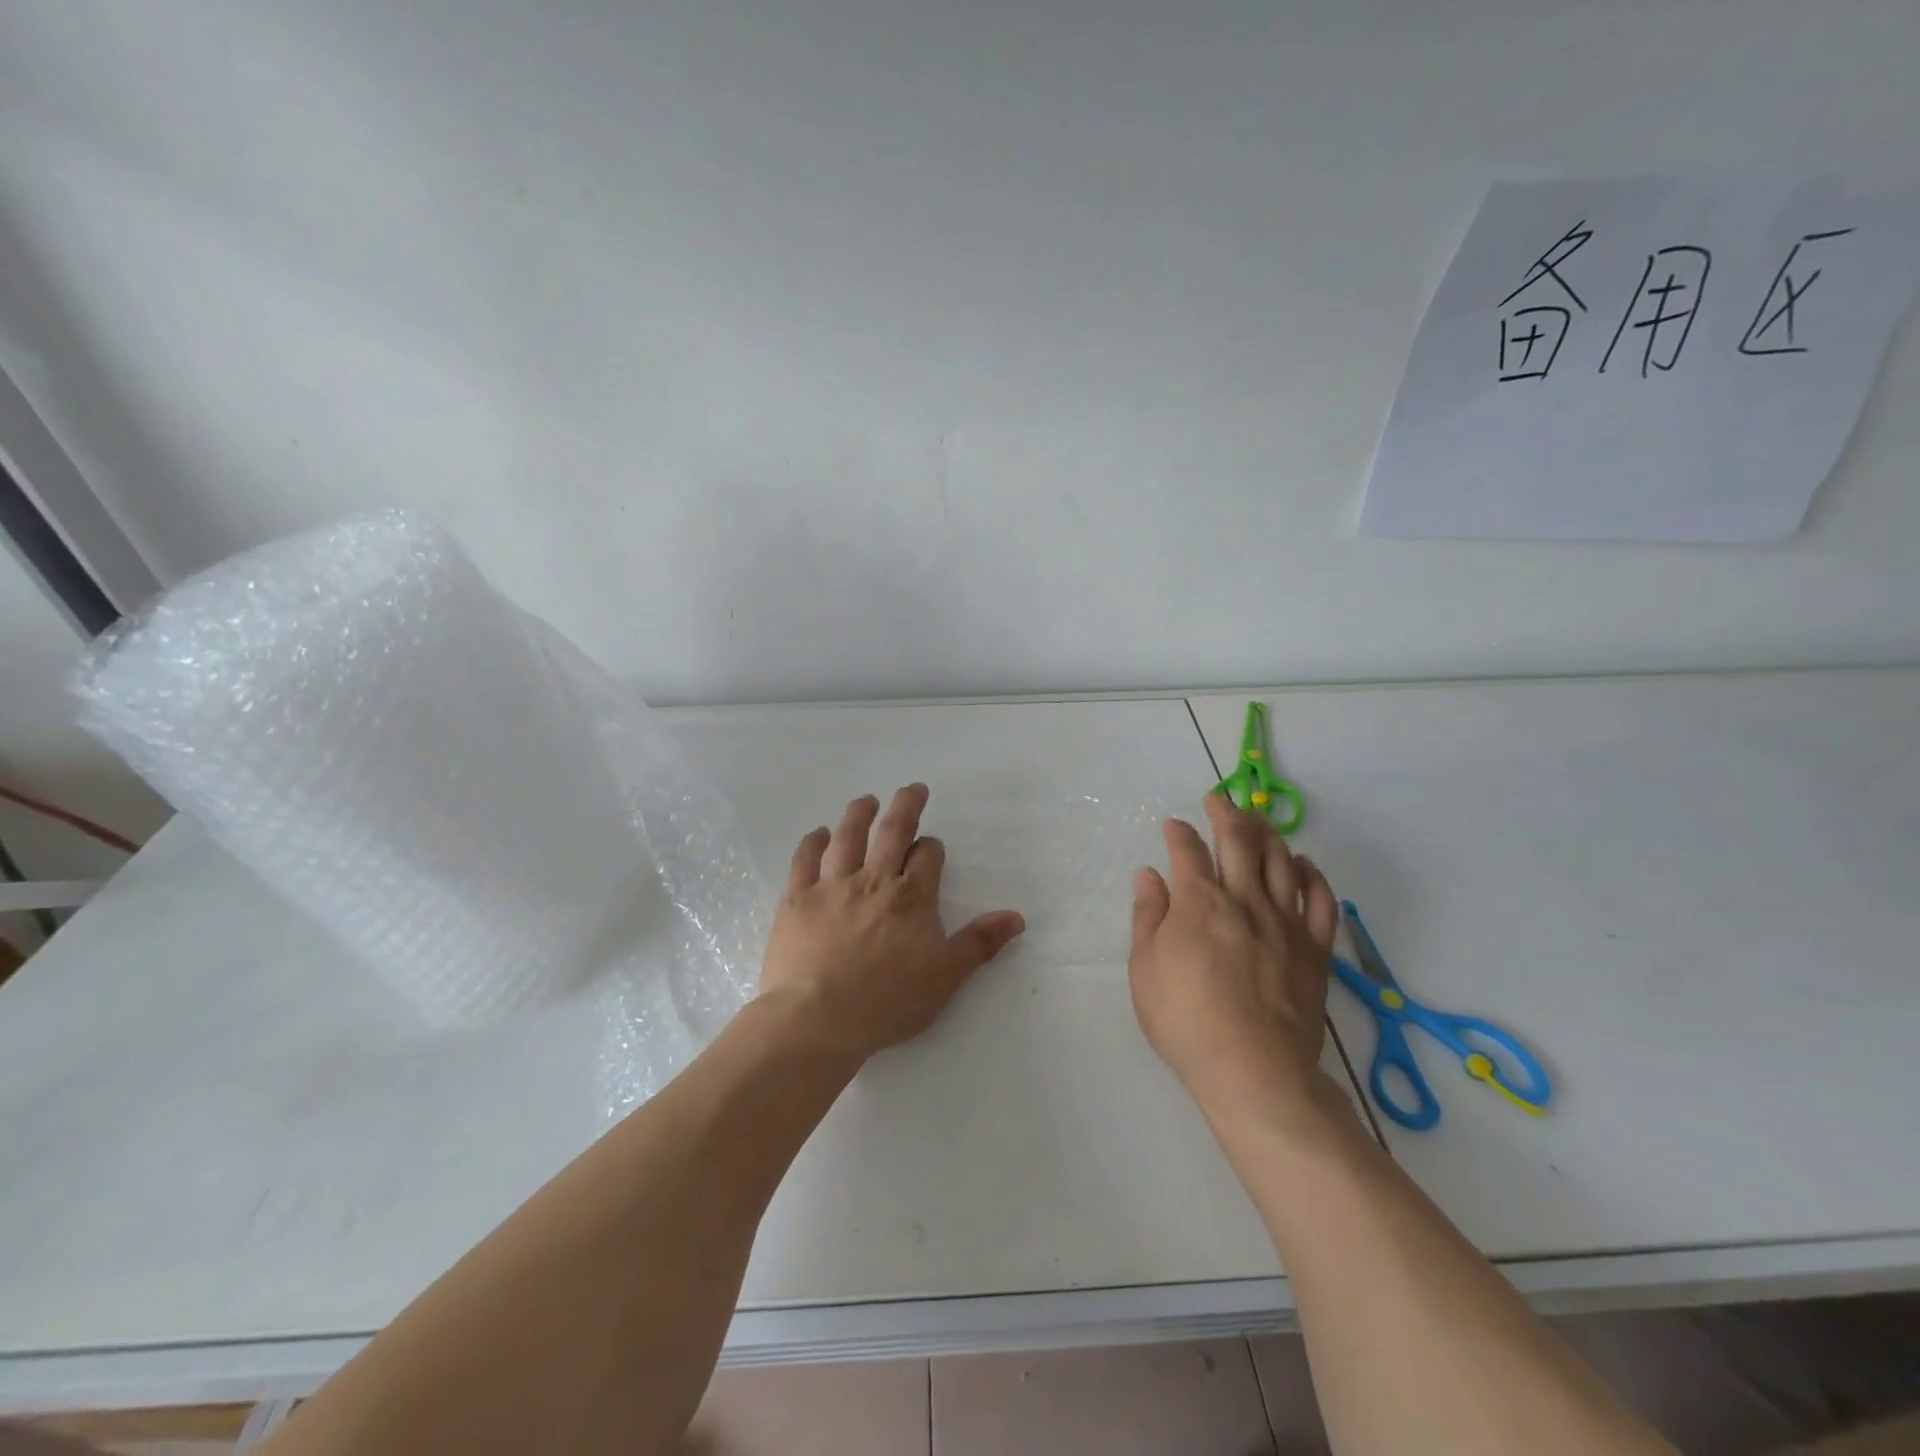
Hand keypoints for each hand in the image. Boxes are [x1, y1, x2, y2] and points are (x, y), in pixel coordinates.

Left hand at [757, 784, 1025, 1062]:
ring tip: (866, 800)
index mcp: (911, 898)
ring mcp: (832, 887)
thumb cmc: (887, 1002)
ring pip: (847, 838)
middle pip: (892, 832)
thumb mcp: (945, 977)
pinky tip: (818, 834)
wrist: (817, 1020)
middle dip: (906, 806)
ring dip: (859, 814)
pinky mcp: (797, 900)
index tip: (932, 848)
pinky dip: (812, 843)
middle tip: (912, 788)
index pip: (927, 858)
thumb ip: (979, 943)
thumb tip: (1016, 917)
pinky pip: (804, 861)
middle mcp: (873, 881)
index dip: (932, 849)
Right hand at [1129, 794, 1338, 1111]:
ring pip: (1282, 860)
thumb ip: (1148, 916)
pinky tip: (1303, 865)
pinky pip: (1321, 899)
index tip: (1173, 825)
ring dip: (1268, 833)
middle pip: (1240, 840)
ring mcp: (1285, 921)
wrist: (1253, 1070)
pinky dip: (1312, 875)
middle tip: (1218, 800)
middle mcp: (1244, 899)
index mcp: (1199, 902)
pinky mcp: (1315, 948)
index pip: (1188, 851)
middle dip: (1226, 813)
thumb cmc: (1186, 1020)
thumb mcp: (1145, 969)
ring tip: (1257, 821)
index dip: (1179, 832)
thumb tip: (1149, 875)